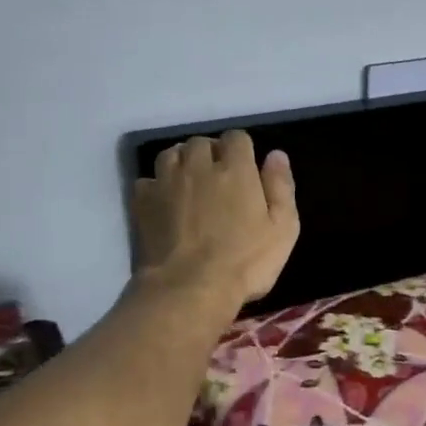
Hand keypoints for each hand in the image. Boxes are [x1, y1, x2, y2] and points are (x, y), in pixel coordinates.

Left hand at [132, 130, 299, 308]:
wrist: (189, 288)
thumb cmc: (244, 262)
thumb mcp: (282, 229)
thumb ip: (281, 187)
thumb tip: (276, 155)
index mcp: (235, 169)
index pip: (237, 138)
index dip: (242, 149)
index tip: (245, 168)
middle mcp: (198, 165)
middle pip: (201, 142)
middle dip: (210, 153)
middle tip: (218, 178)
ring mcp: (166, 182)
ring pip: (171, 154)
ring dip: (181, 162)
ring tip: (189, 183)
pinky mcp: (143, 202)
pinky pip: (147, 180)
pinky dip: (156, 186)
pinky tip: (164, 202)